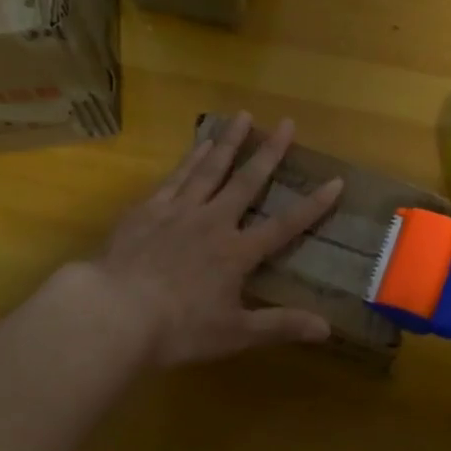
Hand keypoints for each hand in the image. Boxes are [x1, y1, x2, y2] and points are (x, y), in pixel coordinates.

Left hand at [74, 112, 344, 370]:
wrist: (114, 311)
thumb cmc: (177, 328)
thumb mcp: (234, 334)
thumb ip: (280, 326)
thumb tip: (327, 328)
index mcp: (236, 252)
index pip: (284, 225)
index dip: (312, 205)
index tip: (335, 181)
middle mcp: (213, 222)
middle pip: (246, 181)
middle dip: (270, 152)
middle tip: (286, 123)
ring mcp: (179, 211)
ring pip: (210, 169)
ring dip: (230, 141)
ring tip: (243, 116)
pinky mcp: (149, 209)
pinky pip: (177, 177)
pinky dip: (191, 158)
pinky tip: (200, 144)